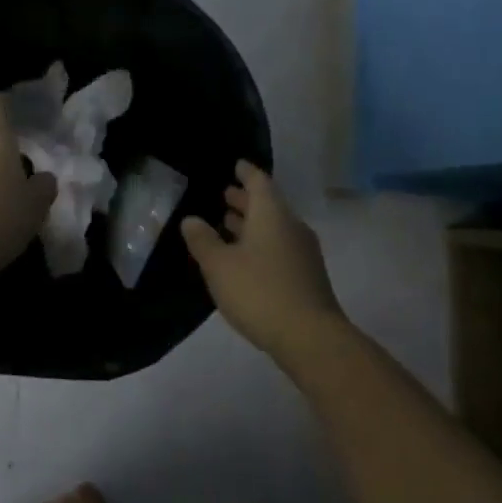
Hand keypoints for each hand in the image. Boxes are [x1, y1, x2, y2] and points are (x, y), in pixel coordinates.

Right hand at [181, 161, 345, 359]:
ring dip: (252, 224)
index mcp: (272, 214)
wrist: (310, 337)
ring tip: (227, 224)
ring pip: (274, 228)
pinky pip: (279, 247)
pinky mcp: (306, 276)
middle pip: (268, 204)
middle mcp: (291, 226)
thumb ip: (203, 240)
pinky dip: (260, 243)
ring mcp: (303, 252)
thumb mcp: (219, 265)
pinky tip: (244, 258)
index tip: (235, 165)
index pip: (259, 181)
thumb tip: (191, 220)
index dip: (245, 172)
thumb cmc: (259, 292)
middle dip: (245, 199)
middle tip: (223, 195)